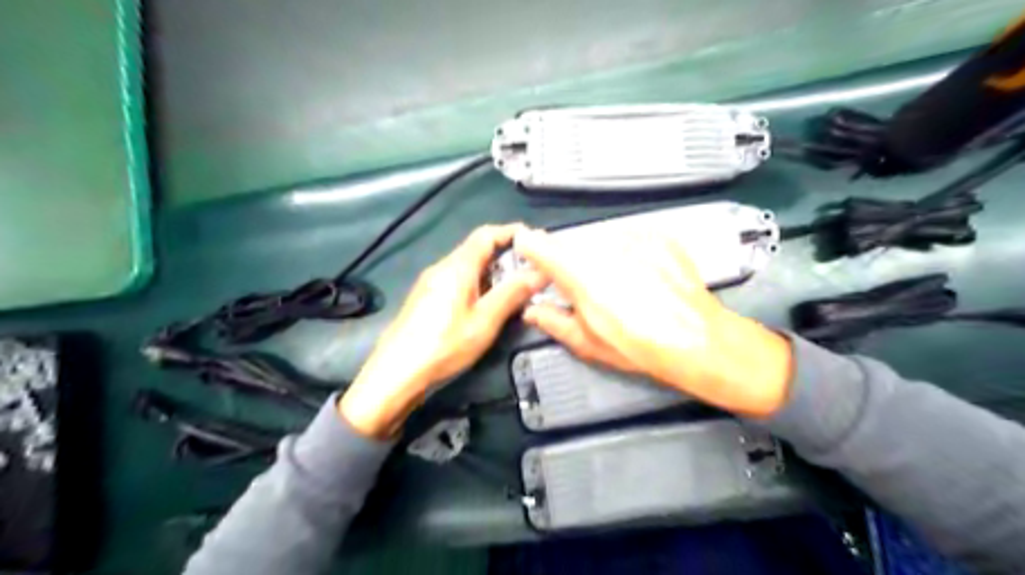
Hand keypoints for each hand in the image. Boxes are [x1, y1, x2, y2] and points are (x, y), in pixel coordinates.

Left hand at [339, 222, 548, 434]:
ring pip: (467, 267)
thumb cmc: (444, 345)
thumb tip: (540, 271)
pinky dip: (478, 284)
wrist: (396, 374)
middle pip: (477, 250)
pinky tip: (487, 305)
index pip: (486, 235)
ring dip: (493, 272)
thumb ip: (512, 293)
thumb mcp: (485, 321)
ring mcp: (431, 283)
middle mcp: (442, 267)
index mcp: (457, 267)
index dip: (512, 232)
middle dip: (506, 255)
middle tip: (532, 270)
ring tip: (516, 289)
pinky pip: (457, 281)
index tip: (535, 241)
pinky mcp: (426, 299)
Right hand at [517, 226, 794, 417]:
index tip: (532, 260)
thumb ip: (552, 321)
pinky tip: (644, 276)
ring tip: (623, 285)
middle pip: (572, 245)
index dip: (531, 250)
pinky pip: (630, 239)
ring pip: (600, 241)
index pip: (538, 244)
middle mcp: (602, 246)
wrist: (699, 339)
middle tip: (590, 290)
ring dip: (602, 258)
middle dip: (572, 264)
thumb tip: (531, 310)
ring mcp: (633, 237)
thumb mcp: (588, 343)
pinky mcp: (658, 235)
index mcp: (579, 272)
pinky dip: (629, 253)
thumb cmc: (638, 347)